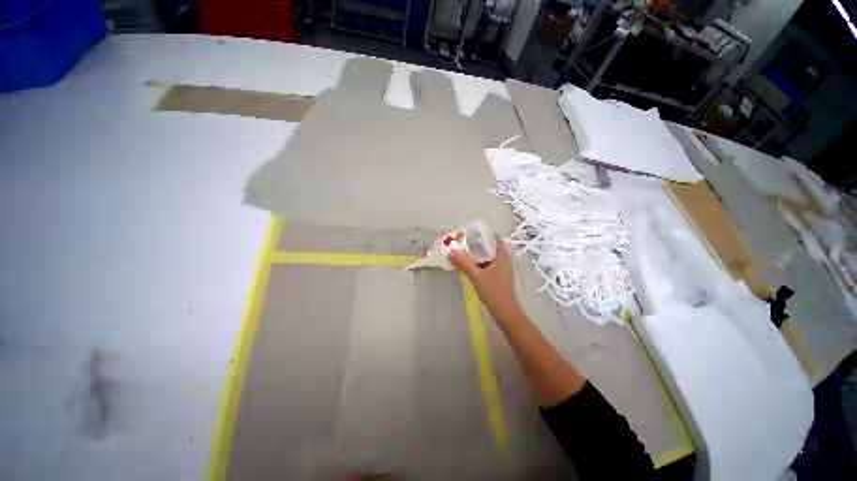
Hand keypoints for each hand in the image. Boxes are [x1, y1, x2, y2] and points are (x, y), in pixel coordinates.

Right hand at [448, 235, 522, 320]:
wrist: (505, 312)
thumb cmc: (494, 292)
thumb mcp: (477, 277)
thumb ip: (464, 264)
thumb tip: (450, 253)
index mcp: (501, 256)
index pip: (494, 237)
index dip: (483, 232)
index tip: (470, 231)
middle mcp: (502, 259)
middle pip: (489, 245)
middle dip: (476, 242)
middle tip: (462, 241)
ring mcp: (500, 268)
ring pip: (487, 256)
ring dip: (476, 253)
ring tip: (462, 250)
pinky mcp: (496, 276)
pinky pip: (486, 264)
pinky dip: (477, 262)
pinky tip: (467, 264)